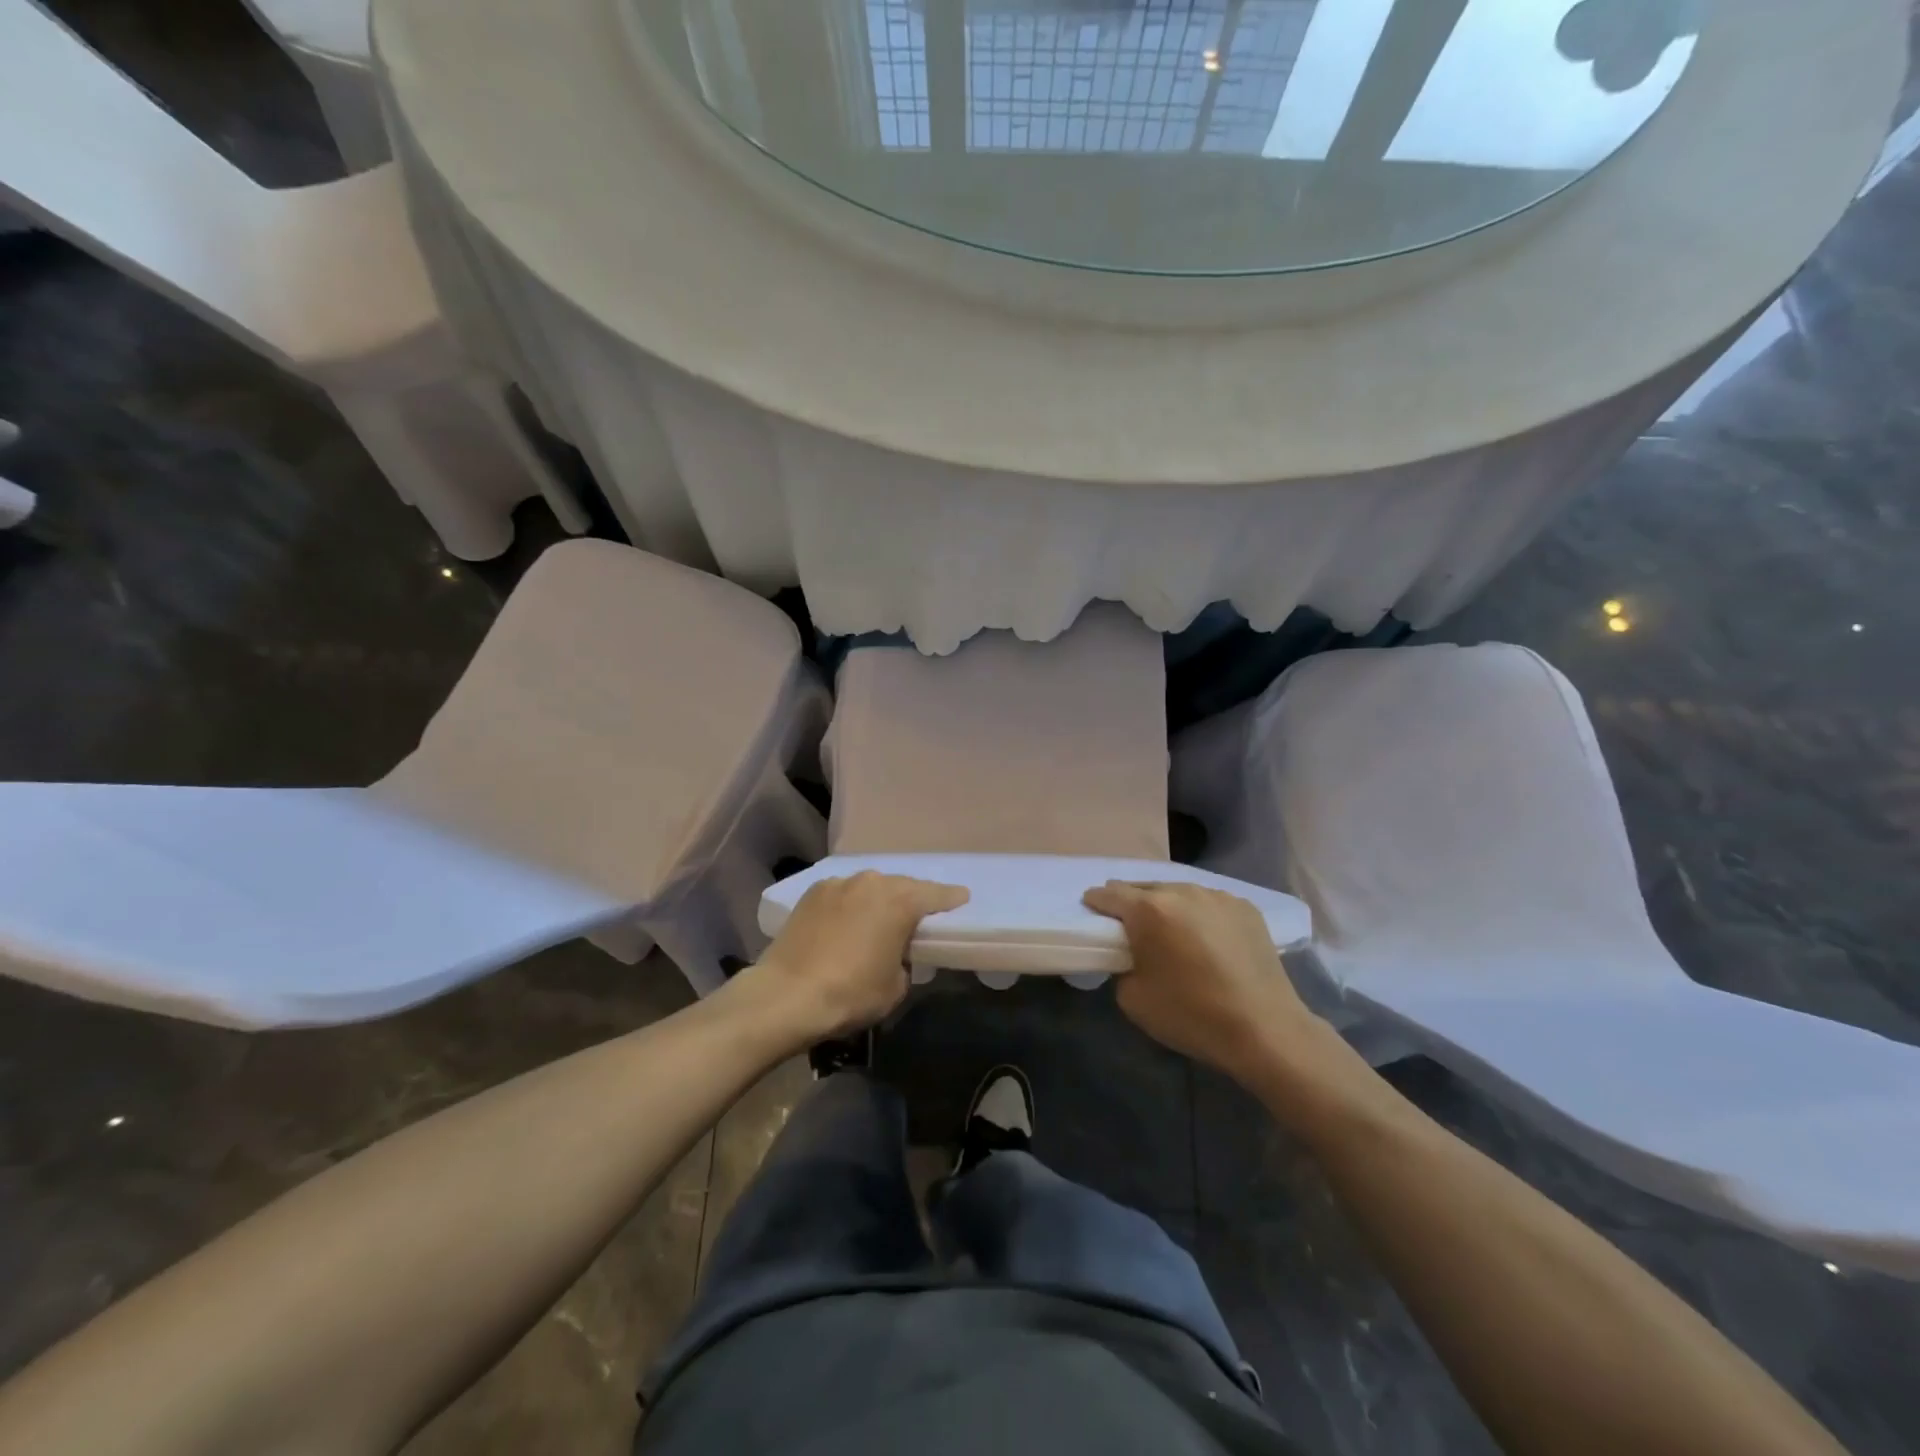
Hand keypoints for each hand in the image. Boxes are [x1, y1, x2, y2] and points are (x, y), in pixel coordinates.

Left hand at [749, 871, 968, 1041]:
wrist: (786, 995)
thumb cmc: (850, 993)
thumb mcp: (895, 987)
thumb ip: (905, 961)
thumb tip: (895, 953)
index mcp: (900, 902)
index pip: (936, 894)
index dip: (951, 898)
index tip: (961, 899)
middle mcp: (872, 883)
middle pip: (902, 886)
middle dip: (912, 899)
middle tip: (918, 916)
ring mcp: (839, 884)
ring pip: (870, 888)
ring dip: (878, 900)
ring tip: (879, 919)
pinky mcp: (812, 893)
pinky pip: (843, 894)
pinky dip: (851, 904)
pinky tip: (847, 921)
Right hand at [1082, 880, 1330, 1088]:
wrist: (1266, 1030)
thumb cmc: (1192, 1015)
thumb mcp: (1133, 999)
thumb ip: (1121, 966)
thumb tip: (1131, 957)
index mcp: (1149, 910)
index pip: (1109, 894)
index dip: (1096, 903)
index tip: (1092, 914)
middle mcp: (1182, 891)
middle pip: (1144, 888)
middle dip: (1131, 903)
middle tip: (1129, 927)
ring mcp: (1217, 896)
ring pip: (1179, 892)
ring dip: (1167, 907)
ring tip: (1170, 932)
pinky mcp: (1245, 908)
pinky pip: (1209, 904)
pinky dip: (1199, 916)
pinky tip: (1205, 940)